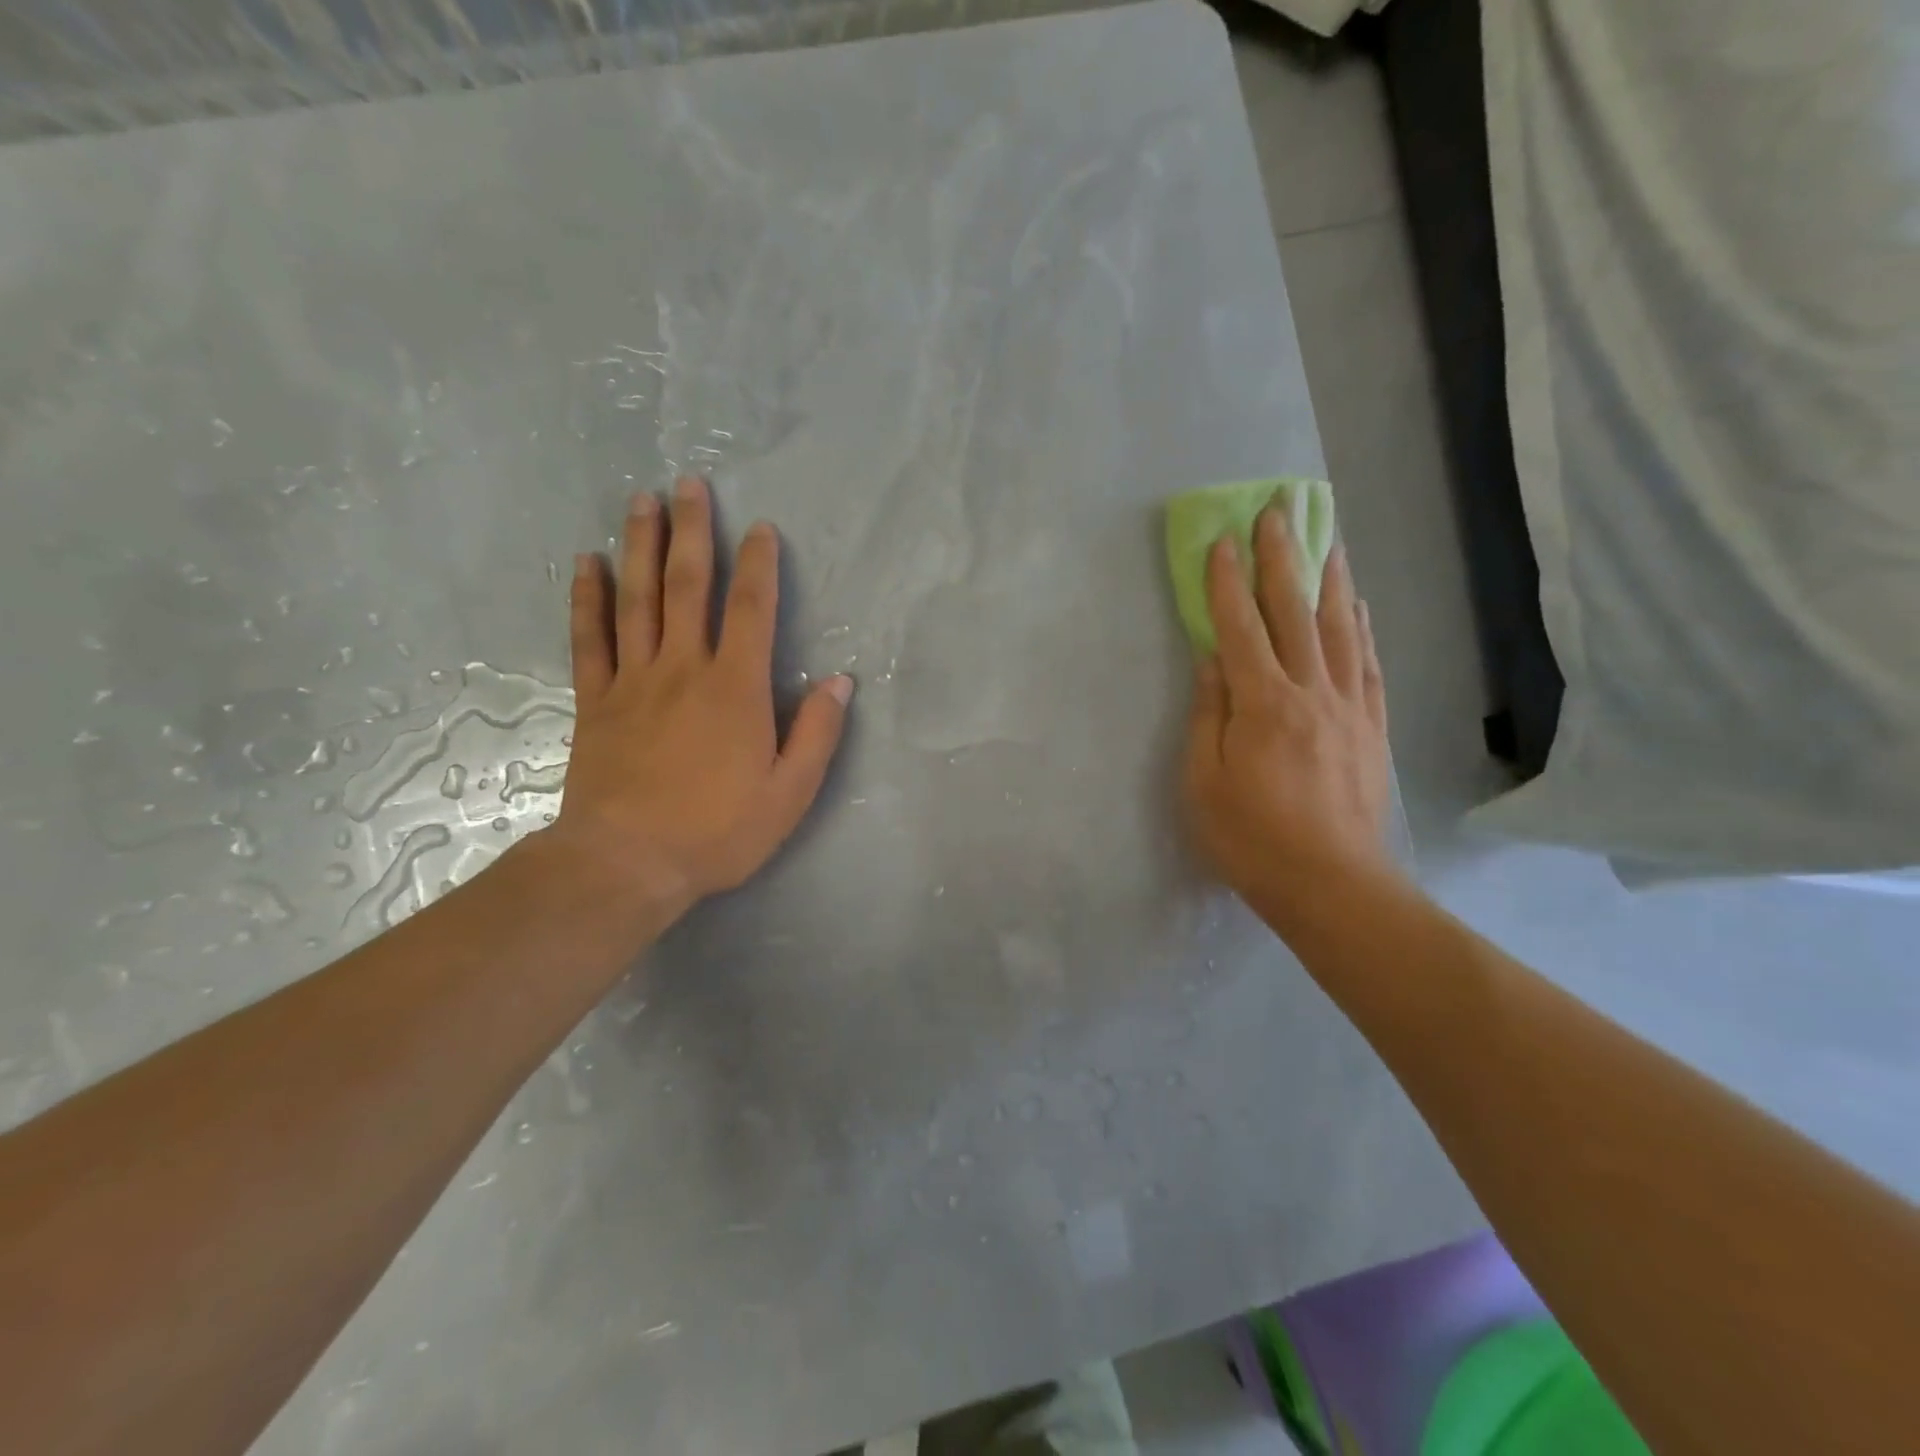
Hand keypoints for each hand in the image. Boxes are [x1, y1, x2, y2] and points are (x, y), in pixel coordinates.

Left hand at [547, 476, 851, 920]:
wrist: (627, 863)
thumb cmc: (718, 831)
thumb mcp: (790, 793)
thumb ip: (817, 734)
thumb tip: (841, 682)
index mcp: (736, 688)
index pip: (751, 610)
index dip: (759, 565)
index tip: (761, 528)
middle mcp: (684, 669)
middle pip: (688, 586)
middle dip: (693, 532)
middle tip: (689, 483)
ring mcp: (634, 680)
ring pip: (638, 598)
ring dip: (642, 546)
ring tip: (641, 500)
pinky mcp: (597, 701)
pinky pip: (590, 638)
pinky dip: (588, 597)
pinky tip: (588, 564)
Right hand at [1183, 508, 1394, 920]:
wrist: (1331, 885)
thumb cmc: (1251, 838)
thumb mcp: (1205, 782)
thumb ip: (1208, 716)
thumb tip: (1212, 661)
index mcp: (1263, 704)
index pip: (1240, 628)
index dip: (1227, 582)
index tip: (1222, 540)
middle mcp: (1311, 692)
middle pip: (1295, 613)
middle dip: (1283, 559)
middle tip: (1279, 512)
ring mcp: (1349, 708)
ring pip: (1341, 629)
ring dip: (1330, 579)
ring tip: (1328, 538)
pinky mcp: (1372, 728)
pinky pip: (1369, 664)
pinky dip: (1363, 628)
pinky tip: (1359, 605)